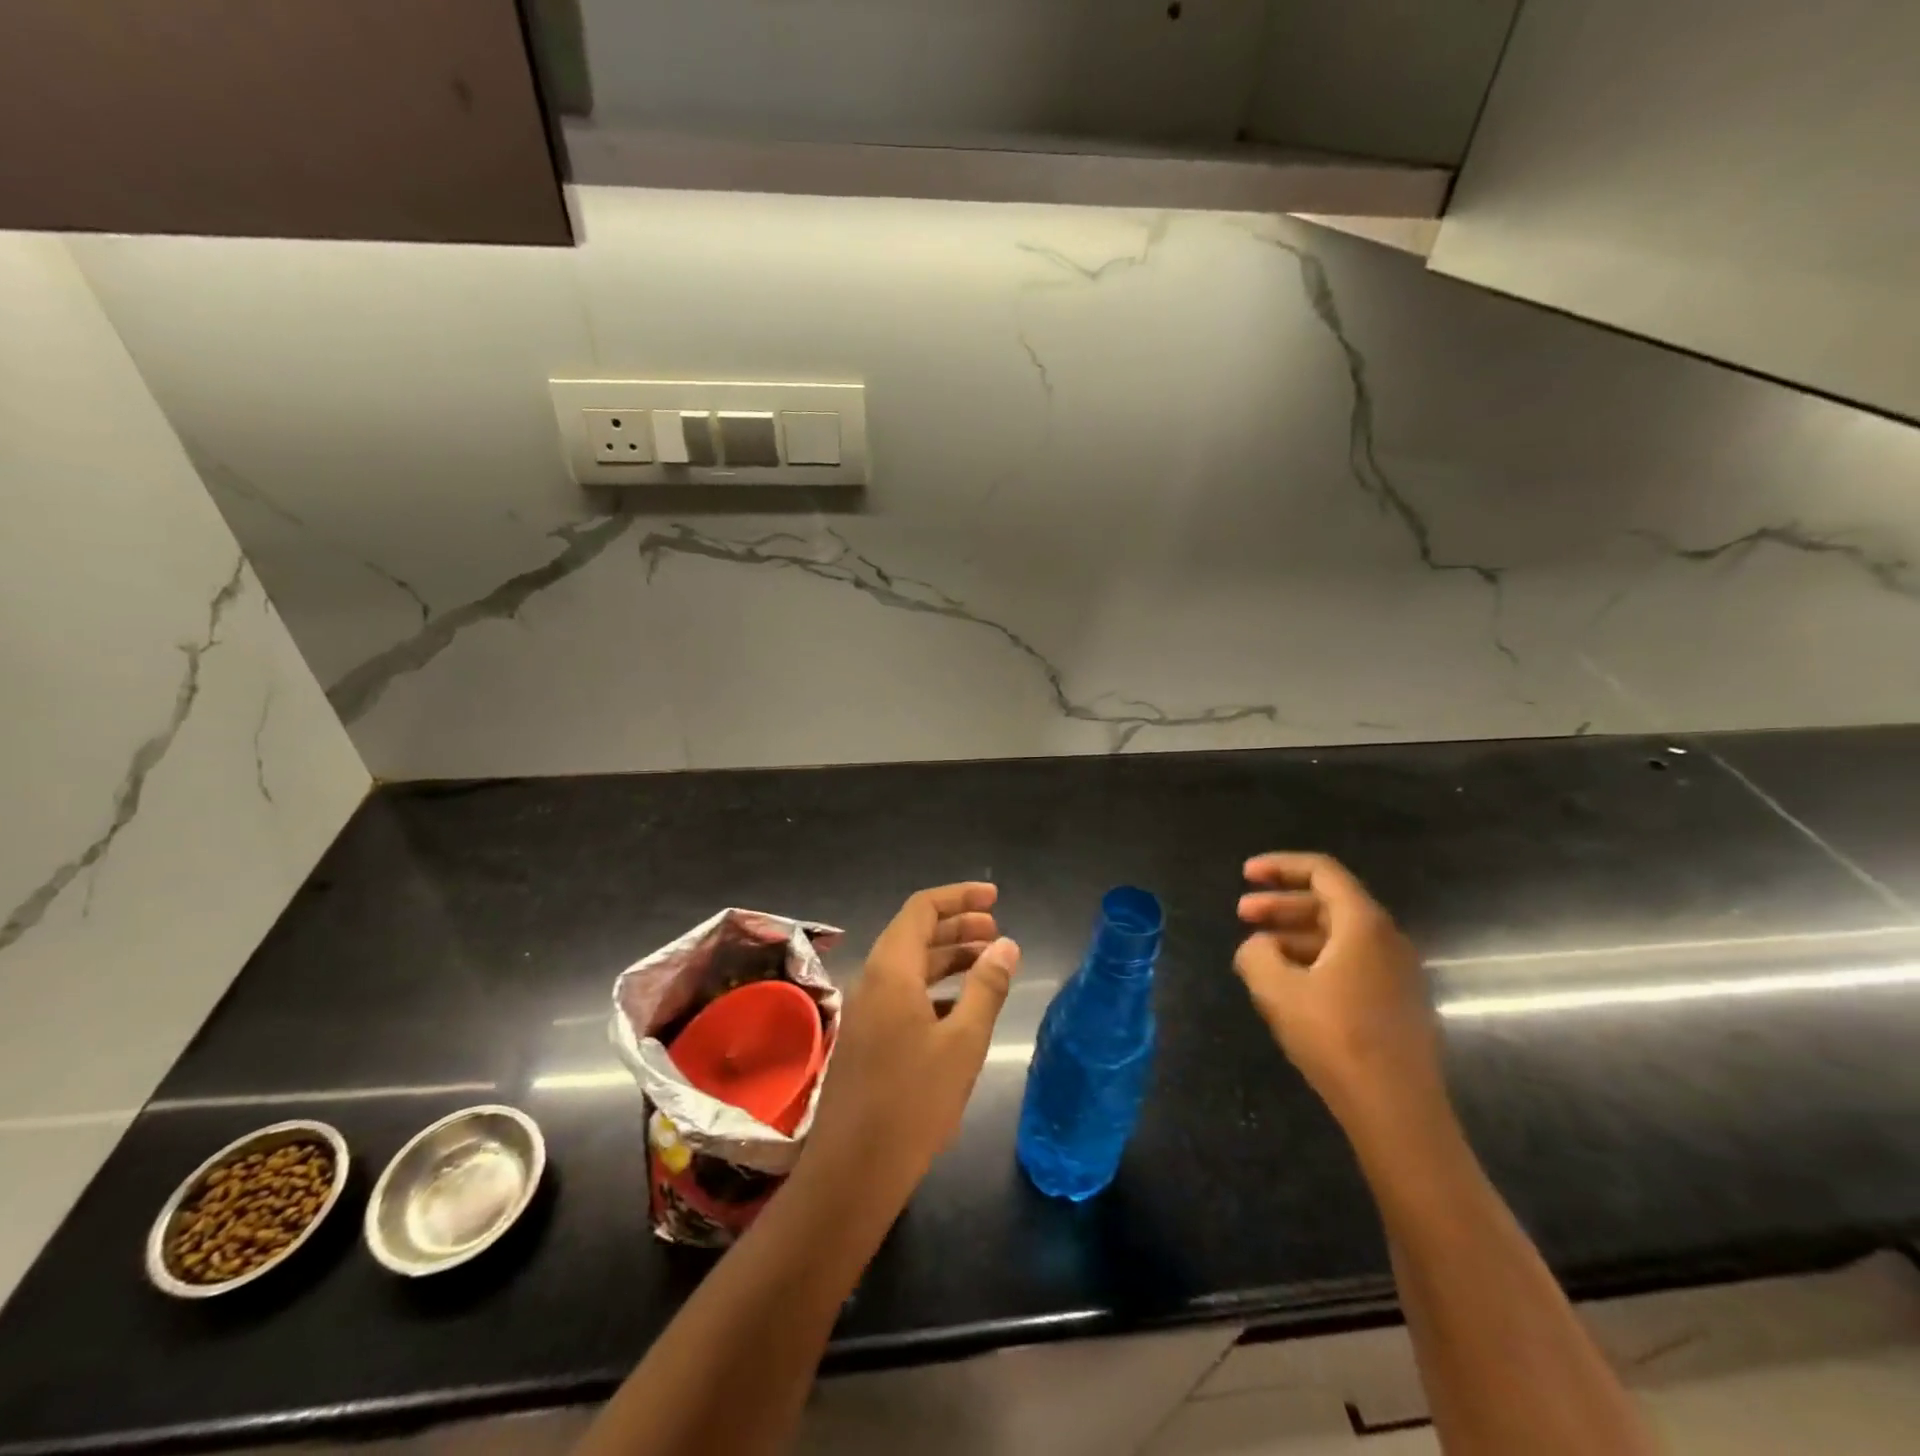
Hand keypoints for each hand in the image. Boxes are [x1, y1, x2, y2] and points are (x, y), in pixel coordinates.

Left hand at [805, 883, 1021, 1200]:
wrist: (853, 1172)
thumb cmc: (913, 1103)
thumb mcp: (963, 1043)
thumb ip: (986, 988)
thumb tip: (1006, 945)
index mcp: (891, 970)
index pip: (922, 909)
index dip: (959, 897)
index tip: (995, 898)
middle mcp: (872, 980)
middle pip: (915, 933)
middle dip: (958, 926)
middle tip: (998, 932)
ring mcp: (866, 1009)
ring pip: (910, 965)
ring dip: (948, 956)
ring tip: (988, 962)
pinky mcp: (867, 1037)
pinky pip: (903, 992)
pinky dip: (934, 987)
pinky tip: (961, 1005)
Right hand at [1233, 853, 1445, 1131]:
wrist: (1398, 1111)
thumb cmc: (1336, 1038)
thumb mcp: (1277, 990)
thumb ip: (1256, 954)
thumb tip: (1258, 946)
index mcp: (1363, 924)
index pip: (1322, 871)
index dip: (1279, 866)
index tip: (1245, 875)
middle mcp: (1387, 940)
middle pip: (1329, 903)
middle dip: (1280, 903)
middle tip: (1241, 915)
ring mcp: (1397, 973)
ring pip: (1338, 936)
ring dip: (1294, 935)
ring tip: (1257, 953)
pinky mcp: (1396, 1003)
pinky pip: (1350, 963)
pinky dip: (1314, 960)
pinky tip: (1288, 986)